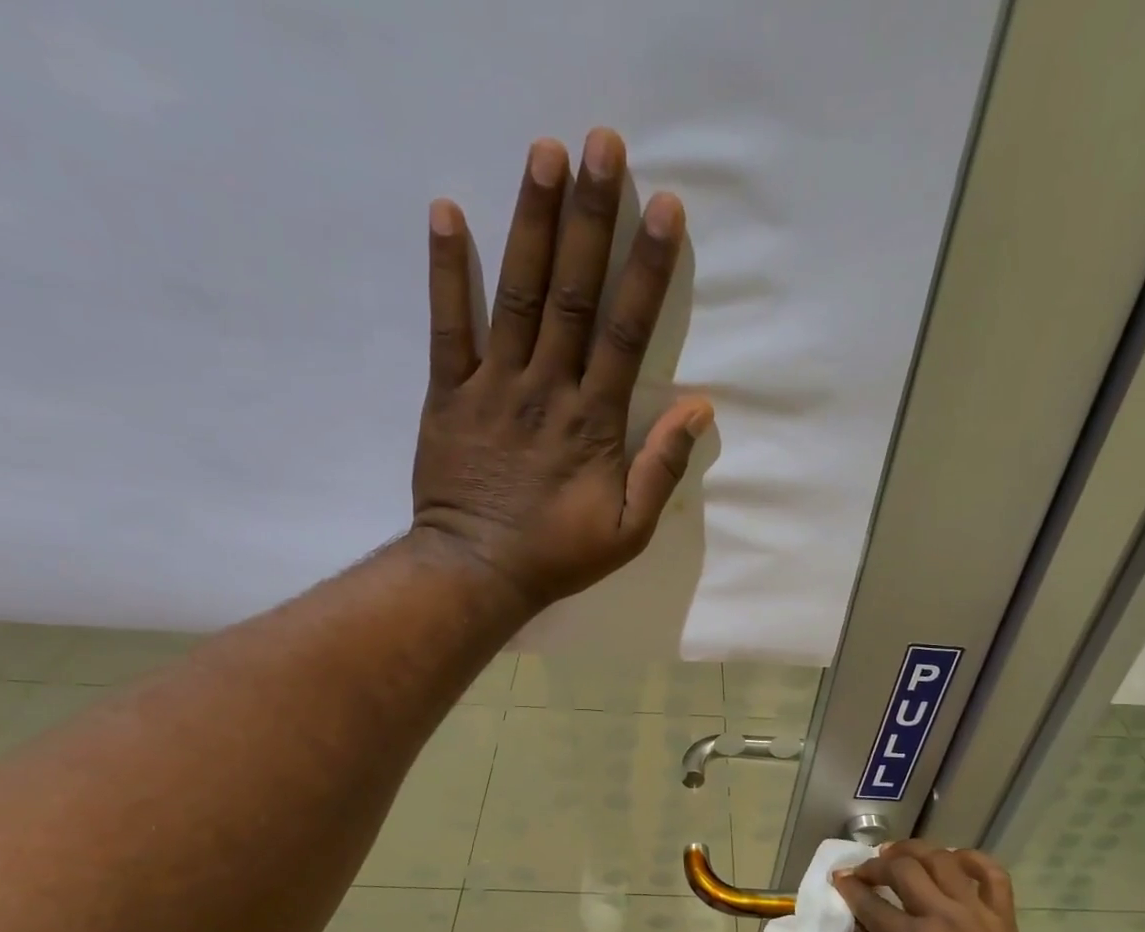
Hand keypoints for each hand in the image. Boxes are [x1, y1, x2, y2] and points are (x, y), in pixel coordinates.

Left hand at [411, 129, 713, 610]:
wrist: (478, 571)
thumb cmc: (559, 554)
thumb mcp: (630, 530)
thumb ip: (662, 468)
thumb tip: (699, 409)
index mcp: (595, 421)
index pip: (626, 333)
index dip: (646, 270)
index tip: (663, 210)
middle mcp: (547, 390)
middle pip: (572, 294)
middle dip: (590, 219)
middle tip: (601, 145)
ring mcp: (494, 387)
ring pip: (515, 295)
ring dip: (530, 222)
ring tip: (543, 153)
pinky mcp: (449, 394)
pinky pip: (446, 326)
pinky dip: (445, 270)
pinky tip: (446, 209)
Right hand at [833, 841, 1050, 931]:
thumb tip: (858, 922)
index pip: (870, 903)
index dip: (849, 887)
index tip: (838, 878)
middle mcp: (944, 919)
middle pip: (903, 869)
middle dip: (876, 865)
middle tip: (865, 870)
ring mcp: (977, 914)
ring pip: (943, 860)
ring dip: (915, 851)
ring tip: (900, 855)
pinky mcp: (1004, 918)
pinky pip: (992, 874)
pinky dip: (972, 859)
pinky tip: (953, 859)